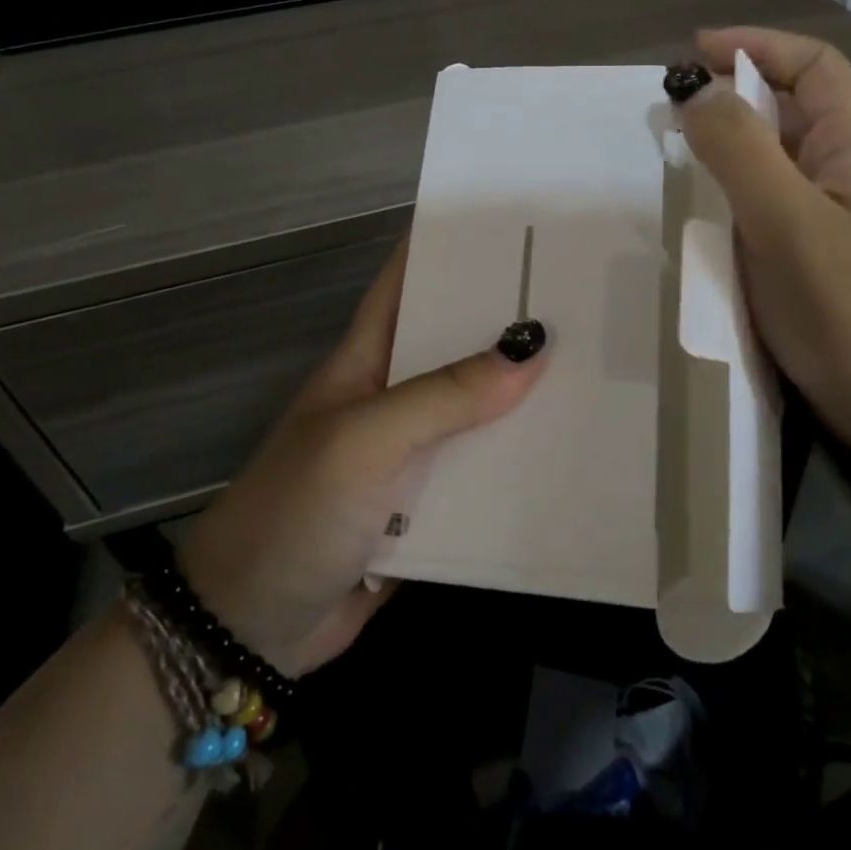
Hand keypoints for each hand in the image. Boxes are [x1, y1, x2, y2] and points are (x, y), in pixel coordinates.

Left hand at [176, 242, 547, 676]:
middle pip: (459, 343)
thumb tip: (532, 346)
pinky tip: (575, 447)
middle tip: (585, 290)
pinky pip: (486, 470)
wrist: (251, 627)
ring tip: (599, 360)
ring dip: (527, 392)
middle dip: (511, 317)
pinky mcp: (431, 505)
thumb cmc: (295, 512)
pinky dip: (522, 460)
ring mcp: (414, 452)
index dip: (451, 245)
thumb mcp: (365, 441)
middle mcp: (395, 395)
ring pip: (481, 408)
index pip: (410, 281)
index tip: (514, 222)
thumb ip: (444, 396)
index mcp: (368, 358)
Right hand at [674, 27, 850, 446]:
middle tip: (673, 107)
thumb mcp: (787, 220)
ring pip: (774, 151)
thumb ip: (740, 150)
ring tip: (677, 147)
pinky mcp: (809, 247)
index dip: (757, 45)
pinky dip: (730, 183)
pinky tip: (702, 202)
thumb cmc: (844, 307)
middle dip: (733, 91)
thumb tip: (695, 92)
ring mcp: (828, 211)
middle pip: (791, 104)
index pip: (813, 65)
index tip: (694, 52)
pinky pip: (765, 194)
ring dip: (728, 138)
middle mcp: (845, 168)